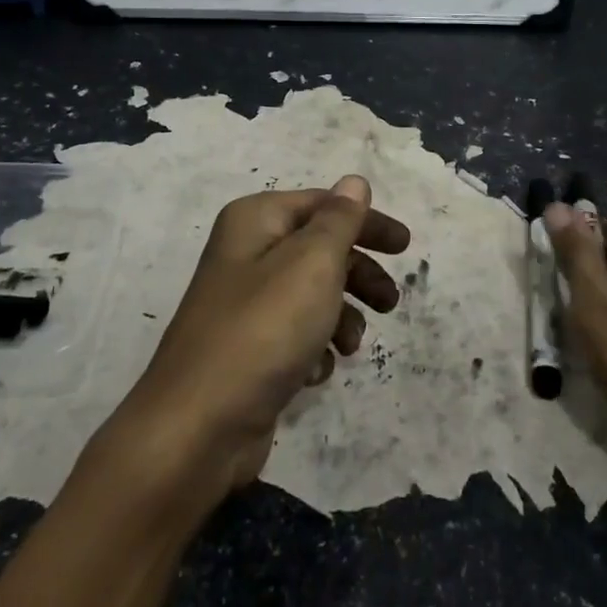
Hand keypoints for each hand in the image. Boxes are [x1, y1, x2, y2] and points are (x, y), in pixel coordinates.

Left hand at [119, 176, 410, 499]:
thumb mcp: (312, 263)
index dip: (366, 221)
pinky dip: (314, 347)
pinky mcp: (248, 348)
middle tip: (391, 301)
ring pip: (311, 295)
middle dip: (359, 274)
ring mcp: (244, 304)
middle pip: (319, 249)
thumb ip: (339, 220)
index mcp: (255, 220)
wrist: (200, 425)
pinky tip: (315, 370)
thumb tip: (353, 182)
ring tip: (350, 344)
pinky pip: (295, 335)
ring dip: (341, 316)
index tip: (406, 246)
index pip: (323, 204)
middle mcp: (246, 253)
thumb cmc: (265, 328)